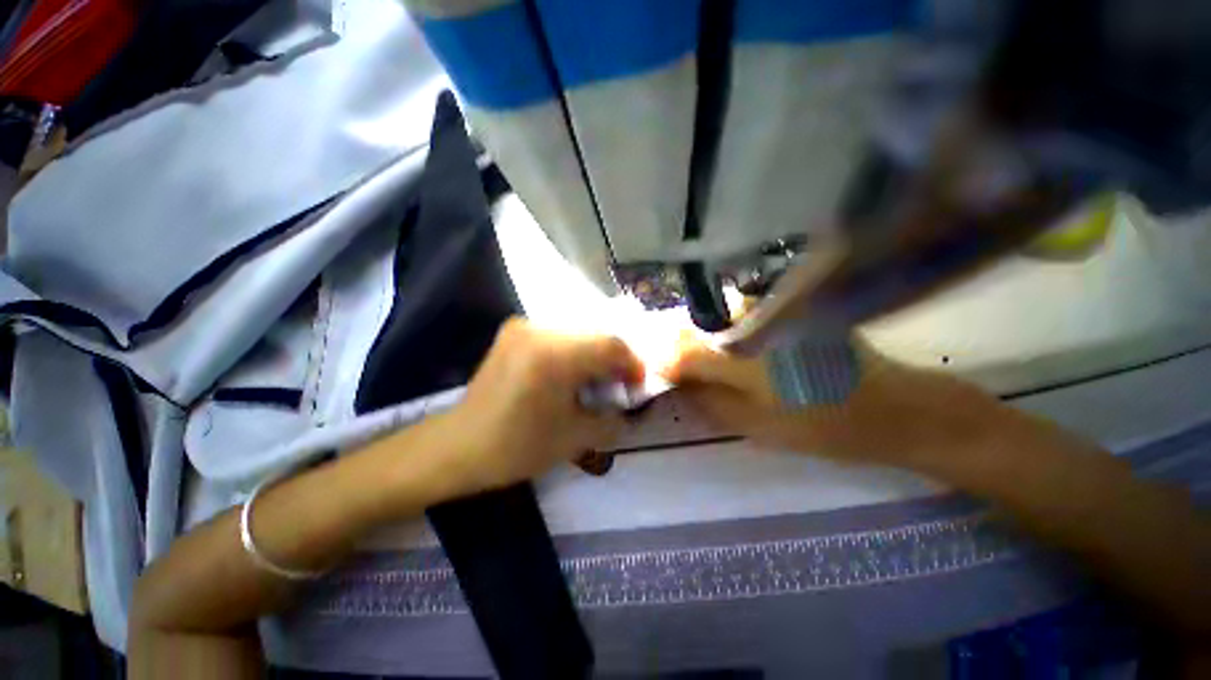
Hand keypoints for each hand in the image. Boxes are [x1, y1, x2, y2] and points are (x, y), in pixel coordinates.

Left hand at [440, 318, 643, 492]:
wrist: (459, 445)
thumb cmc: (516, 447)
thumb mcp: (574, 439)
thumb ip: (612, 420)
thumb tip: (629, 409)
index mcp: (554, 355)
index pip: (611, 345)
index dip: (633, 363)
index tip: (638, 383)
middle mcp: (539, 329)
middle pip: (596, 333)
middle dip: (614, 358)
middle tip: (619, 384)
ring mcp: (523, 326)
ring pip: (578, 331)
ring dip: (594, 352)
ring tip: (596, 378)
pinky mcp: (514, 330)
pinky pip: (557, 333)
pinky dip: (574, 349)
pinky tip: (572, 370)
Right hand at [664, 334, 1002, 469]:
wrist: (896, 408)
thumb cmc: (825, 425)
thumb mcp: (757, 427)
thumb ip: (710, 403)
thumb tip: (678, 388)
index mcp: (744, 358)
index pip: (685, 353)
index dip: (668, 363)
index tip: (661, 375)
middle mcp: (753, 326)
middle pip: (697, 328)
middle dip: (681, 347)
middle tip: (679, 370)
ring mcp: (773, 314)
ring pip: (718, 318)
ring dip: (703, 336)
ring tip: (705, 361)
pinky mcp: (789, 312)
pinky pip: (742, 315)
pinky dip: (728, 330)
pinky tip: (734, 349)